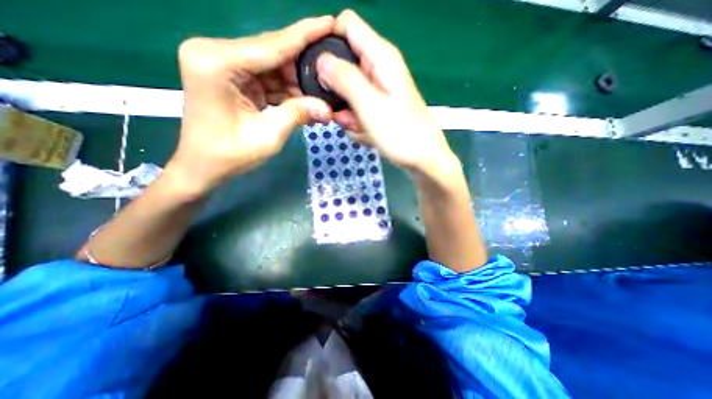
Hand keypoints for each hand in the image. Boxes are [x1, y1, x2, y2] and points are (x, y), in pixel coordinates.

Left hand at [167, 16, 337, 196]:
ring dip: (298, 81)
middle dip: (304, 64)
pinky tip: (307, 98)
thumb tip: (328, 109)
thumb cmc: (229, 155)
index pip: (272, 45)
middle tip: (334, 68)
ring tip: (324, 89)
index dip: (305, 35)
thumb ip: (297, 115)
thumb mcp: (268, 136)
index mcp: (217, 63)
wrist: (203, 167)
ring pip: (273, 67)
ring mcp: (223, 65)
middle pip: (273, 53)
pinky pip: (267, 79)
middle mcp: (216, 53)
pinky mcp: (232, 77)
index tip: (330, 22)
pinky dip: (287, 90)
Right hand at [315, 9, 459, 175]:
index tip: (317, 69)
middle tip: (344, 112)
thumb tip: (321, 60)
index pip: (347, 25)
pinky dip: (356, 123)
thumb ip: (345, 79)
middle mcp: (378, 70)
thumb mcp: (370, 105)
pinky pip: (356, 109)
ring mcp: (377, 91)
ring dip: (348, 113)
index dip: (327, 40)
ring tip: (360, 127)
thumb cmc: (400, 133)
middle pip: (343, 65)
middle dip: (337, 91)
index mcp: (380, 57)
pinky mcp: (377, 108)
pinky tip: (366, 134)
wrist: (420, 159)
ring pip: (347, 93)